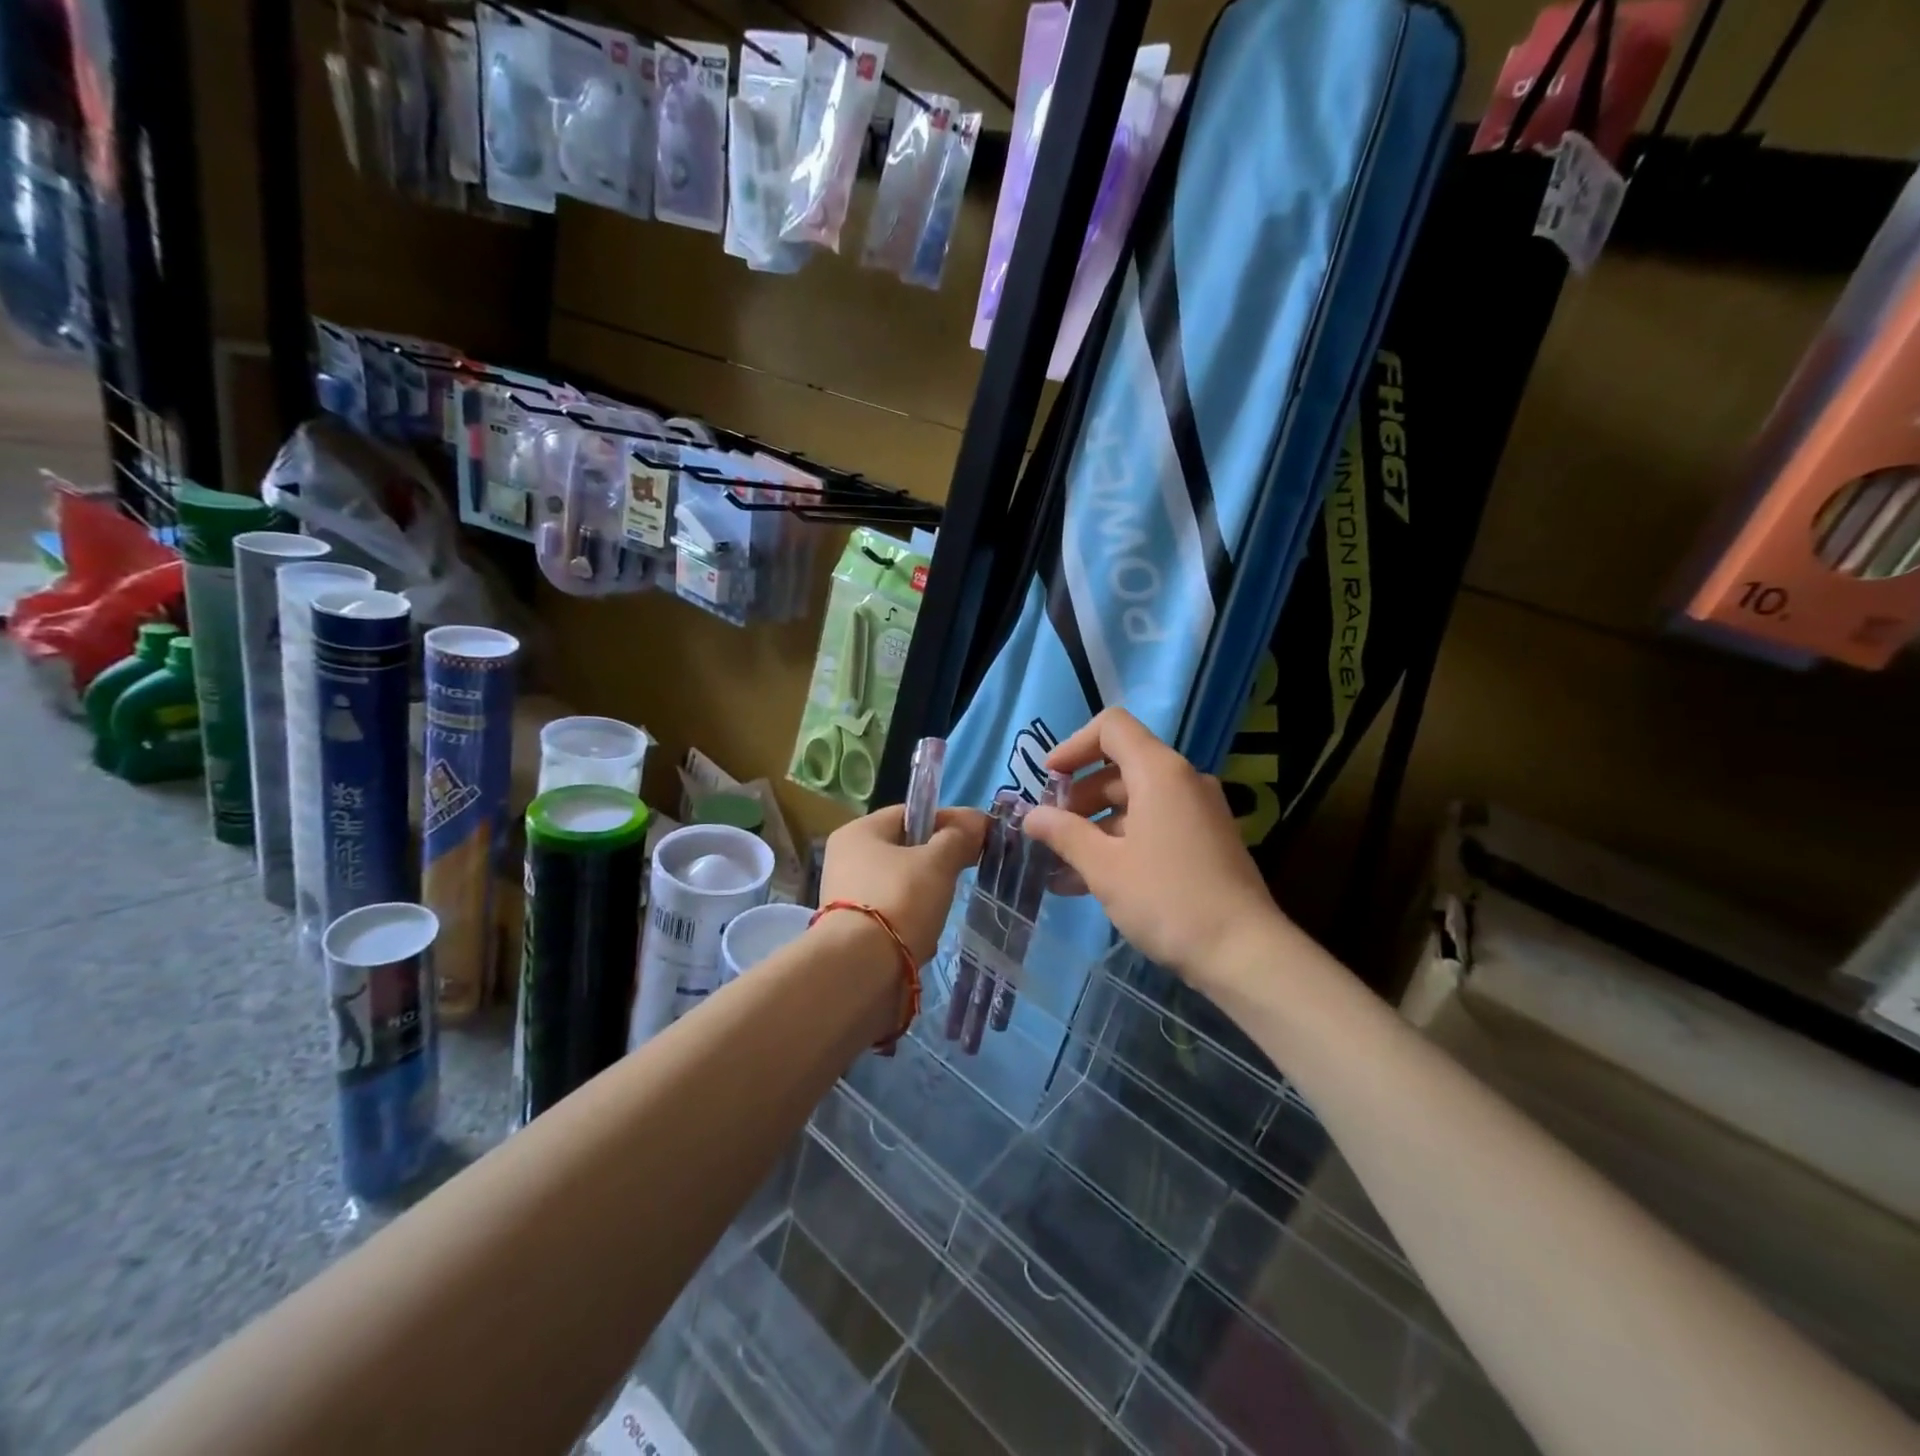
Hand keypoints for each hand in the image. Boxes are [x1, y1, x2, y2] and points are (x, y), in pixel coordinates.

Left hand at [820, 805, 986, 964]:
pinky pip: (891, 916)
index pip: (910, 814)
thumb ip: (958, 838)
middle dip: (937, 863)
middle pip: (904, 850)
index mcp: (858, 832)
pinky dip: (911, 923)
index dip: (946, 821)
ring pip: (900, 885)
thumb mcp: (937, 863)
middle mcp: (845, 859)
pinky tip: (924, 938)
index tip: (977, 837)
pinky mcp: (850, 930)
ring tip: (941, 911)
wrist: (861, 968)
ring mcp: (844, 896)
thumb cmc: (900, 900)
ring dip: (925, 896)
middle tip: (963, 874)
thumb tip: (977, 820)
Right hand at [1024, 709, 1284, 982]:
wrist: (1244, 952)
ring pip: (1135, 801)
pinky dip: (1121, 842)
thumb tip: (1032, 816)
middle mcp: (1183, 781)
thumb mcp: (1105, 867)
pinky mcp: (1206, 842)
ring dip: (1095, 826)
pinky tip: (1090, 882)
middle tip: (1051, 831)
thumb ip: (1064, 834)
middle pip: (1120, 767)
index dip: (1073, 746)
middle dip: (1079, 796)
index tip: (1048, 780)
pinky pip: (1154, 826)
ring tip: (1062, 866)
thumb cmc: (1167, 899)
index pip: (1112, 728)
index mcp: (1160, 772)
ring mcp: (1198, 812)